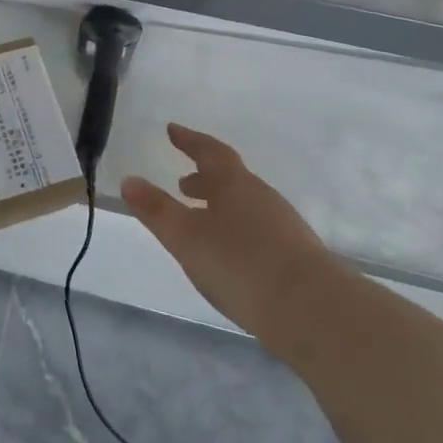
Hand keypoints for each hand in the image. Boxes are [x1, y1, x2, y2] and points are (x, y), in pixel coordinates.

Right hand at [120, 124, 340, 354]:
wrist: (314, 312)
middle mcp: (262, 197)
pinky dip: (237, 230)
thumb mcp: (187, 237)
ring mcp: (284, 227)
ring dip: (220, 206)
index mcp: (235, 184)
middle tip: (182, 185)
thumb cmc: (241, 263)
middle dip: (204, 179)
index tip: (173, 130)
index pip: (210, 152)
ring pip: (245, 206)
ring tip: (201, 222)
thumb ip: (156, 210)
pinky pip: (258, 230)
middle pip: (230, 179)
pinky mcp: (297, 258)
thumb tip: (129, 180)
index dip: (190, 140)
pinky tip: (231, 255)